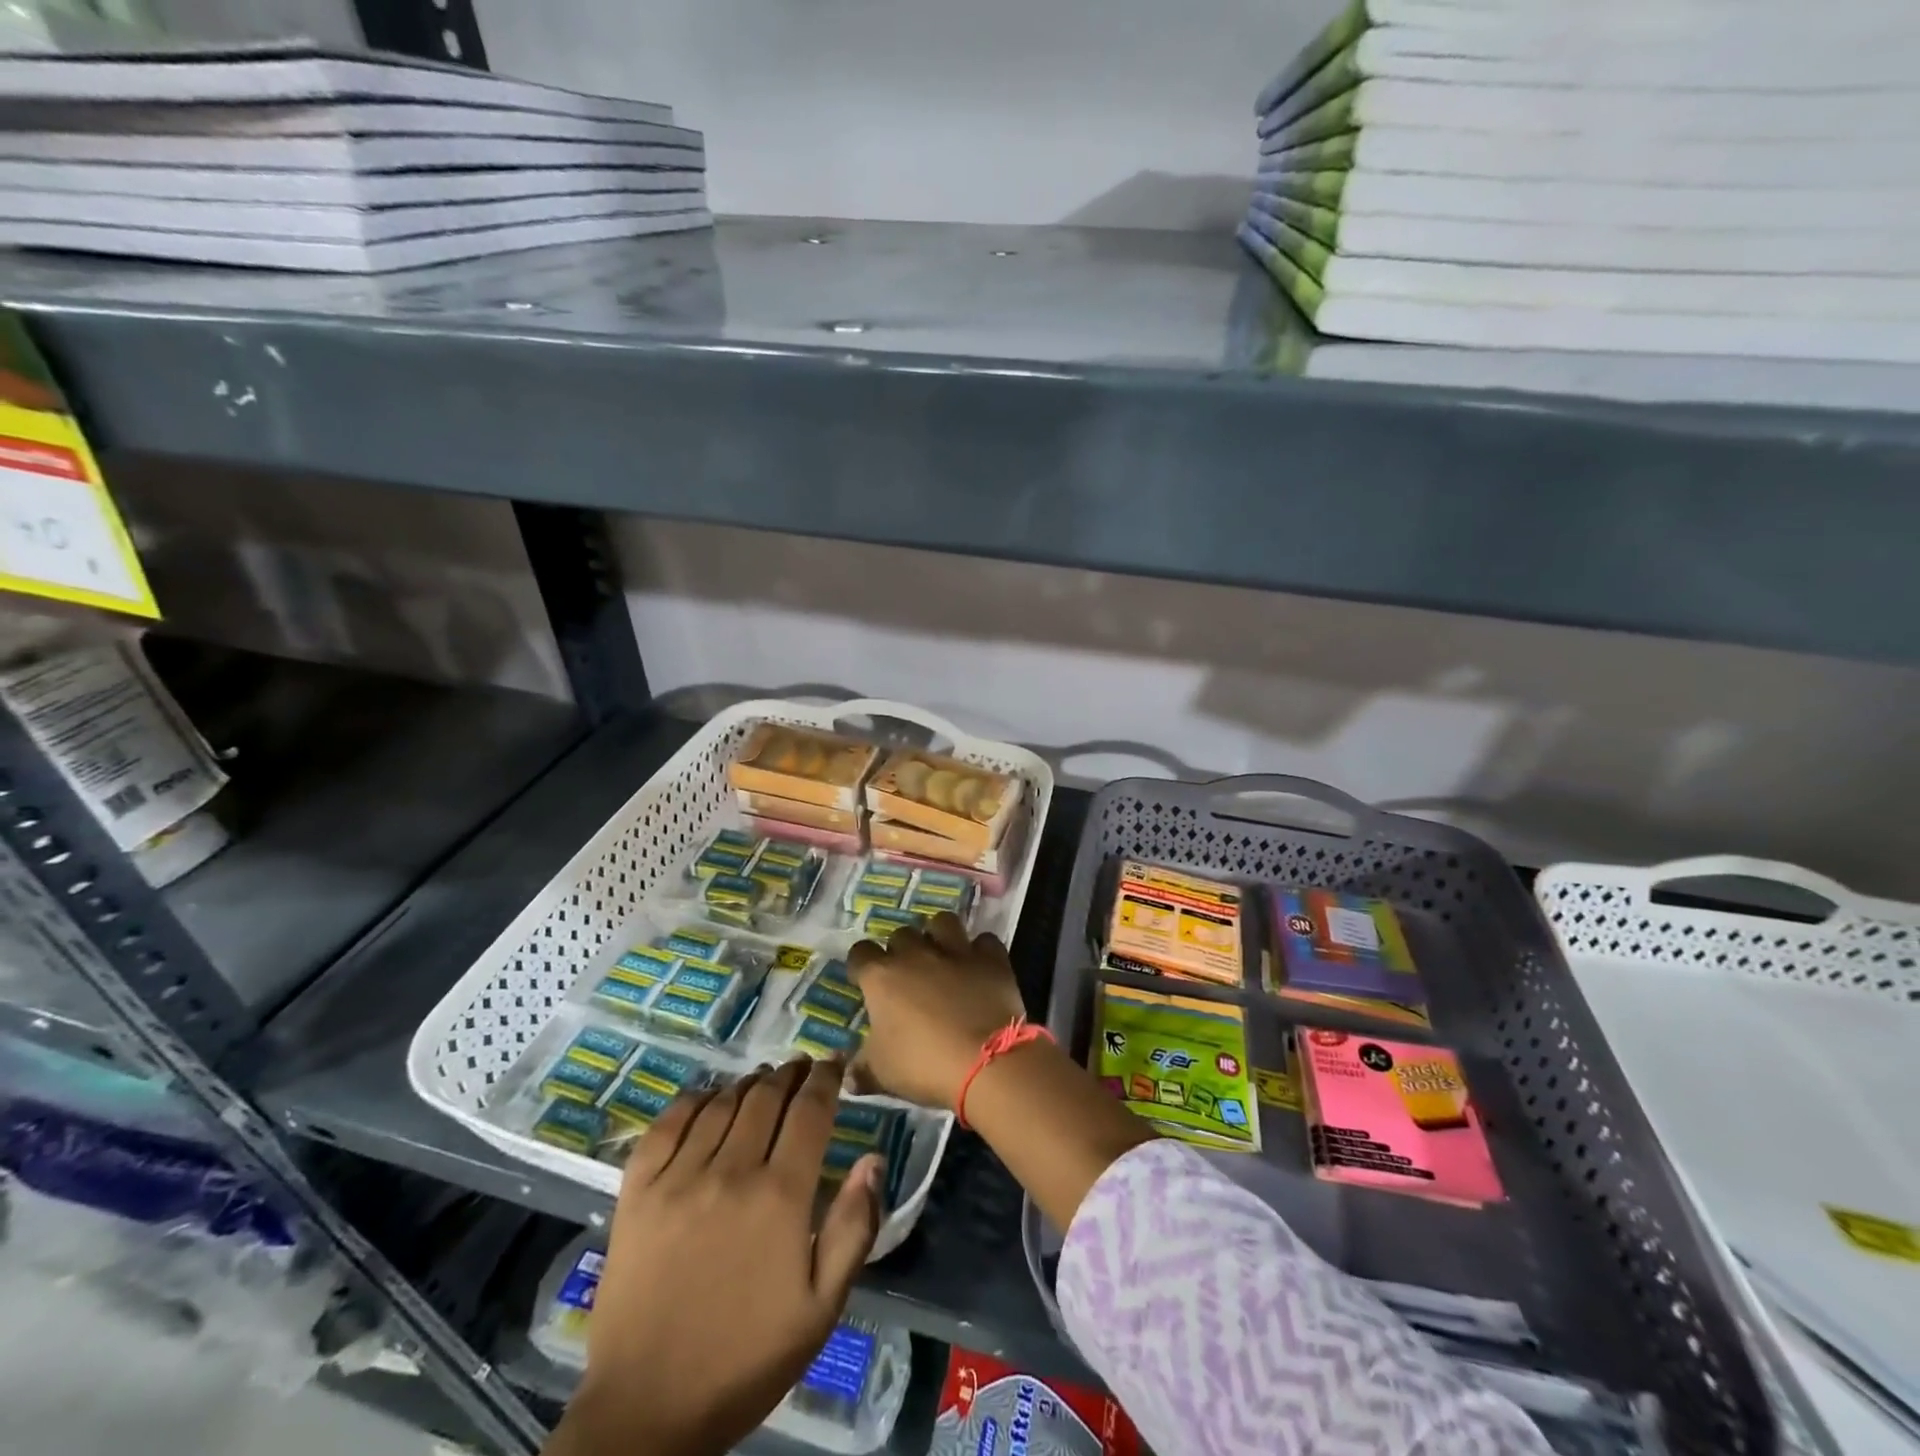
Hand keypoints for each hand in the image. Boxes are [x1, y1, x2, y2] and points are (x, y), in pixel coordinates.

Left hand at [550, 1059, 884, 1455]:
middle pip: (766, 1097)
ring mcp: (678, 1177)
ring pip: (722, 1103)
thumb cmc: (746, 1359)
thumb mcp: (821, 1309)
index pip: (810, 1111)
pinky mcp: (637, 1191)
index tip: (834, 1062)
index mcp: (780, 1196)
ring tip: (762, 1080)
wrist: (648, 1411)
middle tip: (801, 1068)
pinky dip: (693, 1099)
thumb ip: (854, 1228)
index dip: (825, 1078)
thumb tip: (873, 1158)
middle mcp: (731, 1171)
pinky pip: (667, 1123)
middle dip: (790, 1074)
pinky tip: (708, 1097)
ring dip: (748, 1083)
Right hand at [847, 913, 1026, 1111]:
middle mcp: (916, 954)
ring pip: (942, 922)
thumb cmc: (924, 1066)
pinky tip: (979, 967)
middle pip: (901, 934)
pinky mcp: (990, 958)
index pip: (860, 953)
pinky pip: (983, 941)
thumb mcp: (882, 1074)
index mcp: (882, 977)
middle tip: (907, 975)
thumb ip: (861, 1069)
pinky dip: (980, 951)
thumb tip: (848, 1075)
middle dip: (901, 950)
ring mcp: (956, 951)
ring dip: (939, 935)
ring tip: (942, 956)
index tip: (864, 981)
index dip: (860, 965)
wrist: (986, 1062)